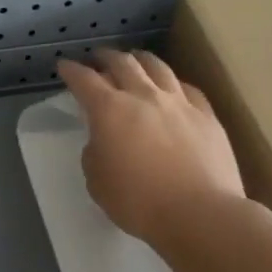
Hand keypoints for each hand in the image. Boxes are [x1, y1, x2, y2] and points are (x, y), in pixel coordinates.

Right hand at [57, 49, 249, 247]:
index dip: (71, 70)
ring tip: (135, 59)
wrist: (201, 214)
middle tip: (98, 58)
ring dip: (141, 60)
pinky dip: (173, 83)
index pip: (84, 80)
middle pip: (122, 63)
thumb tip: (103, 142)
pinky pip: (187, 88)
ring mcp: (178, 103)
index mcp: (110, 110)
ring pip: (157, 67)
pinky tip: (172, 87)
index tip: (64, 66)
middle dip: (105, 57)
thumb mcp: (97, 182)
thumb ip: (94, 154)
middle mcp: (143, 96)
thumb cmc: (139, 202)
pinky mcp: (206, 115)